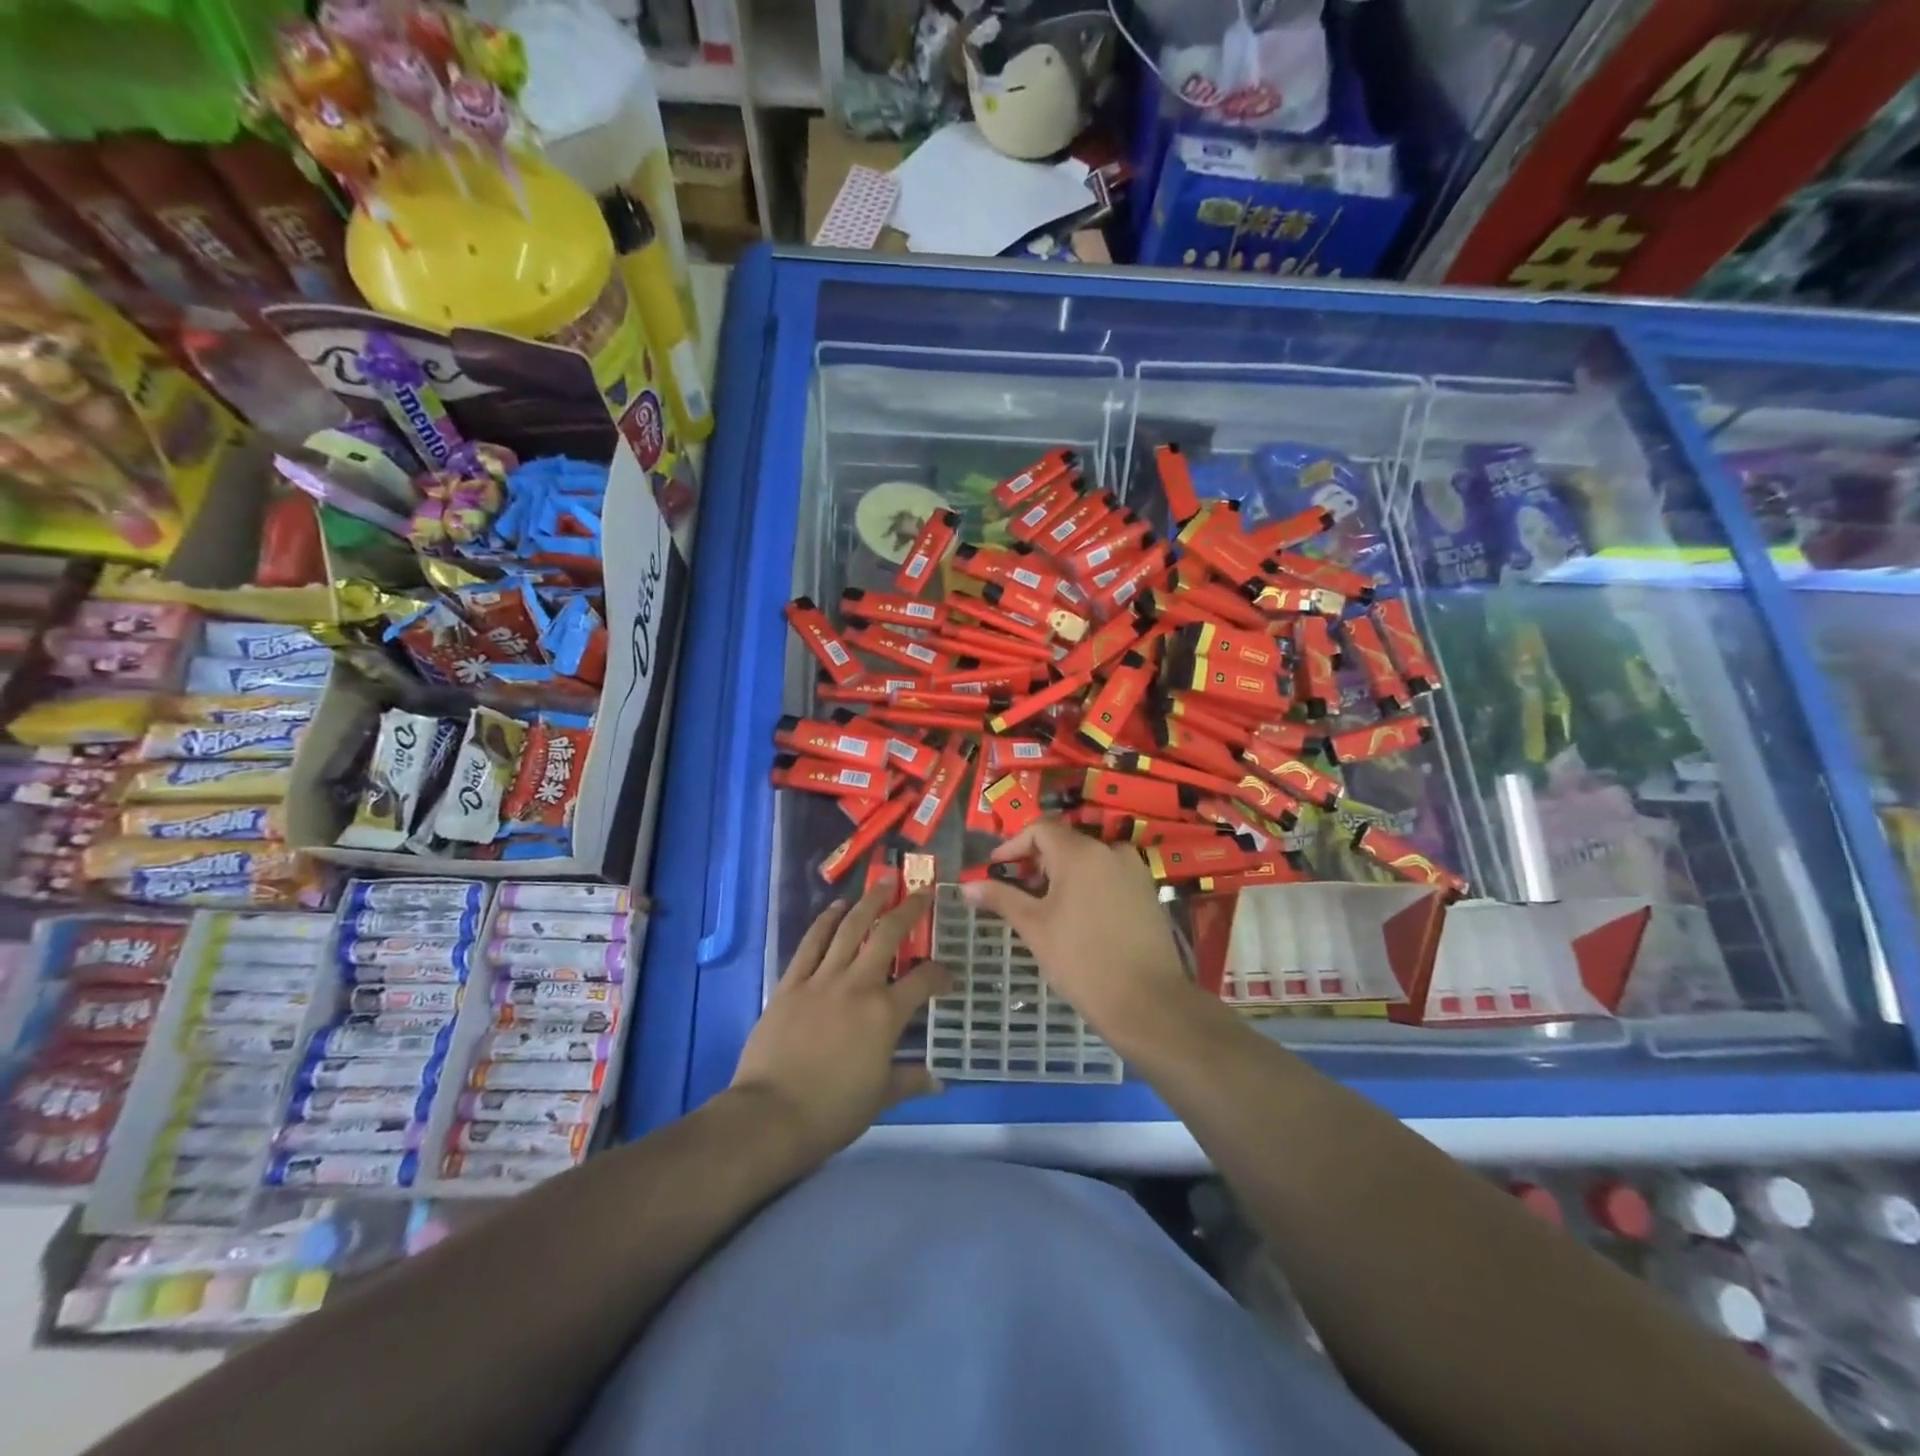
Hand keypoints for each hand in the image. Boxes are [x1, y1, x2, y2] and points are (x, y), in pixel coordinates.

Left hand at [731, 888, 950, 1162]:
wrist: (771, 1114)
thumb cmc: (832, 1110)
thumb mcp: (880, 1098)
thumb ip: (910, 1080)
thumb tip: (939, 1080)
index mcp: (886, 1013)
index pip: (924, 980)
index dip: (942, 973)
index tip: (949, 975)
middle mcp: (858, 984)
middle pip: (888, 935)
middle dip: (909, 909)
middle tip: (922, 891)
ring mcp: (822, 979)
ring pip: (850, 928)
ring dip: (869, 902)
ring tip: (884, 882)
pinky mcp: (791, 982)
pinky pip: (811, 943)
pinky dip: (825, 921)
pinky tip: (836, 907)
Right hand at [962, 817, 1197, 1051]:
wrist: (1148, 1002)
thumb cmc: (1082, 960)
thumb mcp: (1034, 928)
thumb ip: (1001, 898)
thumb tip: (966, 886)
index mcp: (1081, 852)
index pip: (1040, 828)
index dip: (1013, 845)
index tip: (996, 870)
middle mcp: (1110, 850)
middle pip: (1064, 842)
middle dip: (1036, 863)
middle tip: (1016, 894)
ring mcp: (1134, 870)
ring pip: (1088, 860)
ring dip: (1061, 875)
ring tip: (1044, 909)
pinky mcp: (1147, 892)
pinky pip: (1108, 876)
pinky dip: (1086, 886)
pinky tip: (1076, 918)